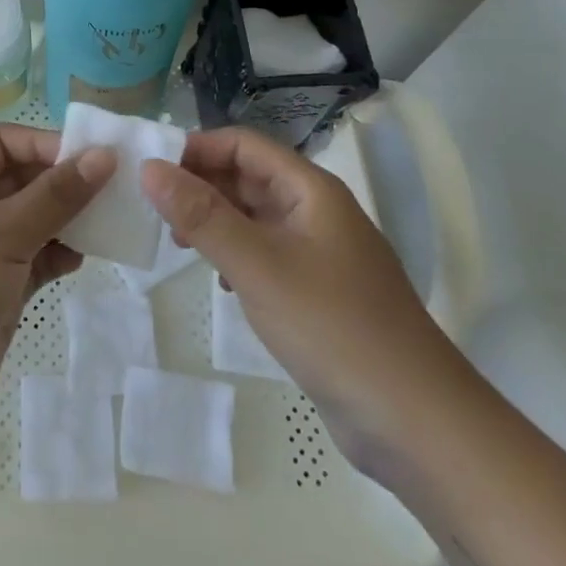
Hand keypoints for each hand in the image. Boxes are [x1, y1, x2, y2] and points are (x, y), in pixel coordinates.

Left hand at [0, 123, 114, 453]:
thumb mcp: (1, 234)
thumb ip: (55, 196)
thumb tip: (104, 155)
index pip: (2, 142)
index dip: (44, 143)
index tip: (92, 158)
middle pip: (22, 179)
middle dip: (64, 181)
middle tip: (115, 188)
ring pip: (33, 221)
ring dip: (67, 219)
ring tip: (107, 223)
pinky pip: (35, 260)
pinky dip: (58, 256)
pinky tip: (80, 259)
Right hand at [141, 127, 465, 458]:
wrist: (416, 420)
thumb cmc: (333, 327)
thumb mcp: (257, 265)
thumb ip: (201, 215)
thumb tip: (149, 168)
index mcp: (310, 189)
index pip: (244, 144)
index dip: (197, 149)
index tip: (152, 172)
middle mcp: (316, 211)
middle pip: (249, 176)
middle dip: (201, 185)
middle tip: (155, 212)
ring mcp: (320, 252)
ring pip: (255, 216)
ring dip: (215, 220)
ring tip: (178, 243)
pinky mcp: (318, 291)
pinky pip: (266, 254)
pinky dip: (235, 254)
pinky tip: (219, 280)